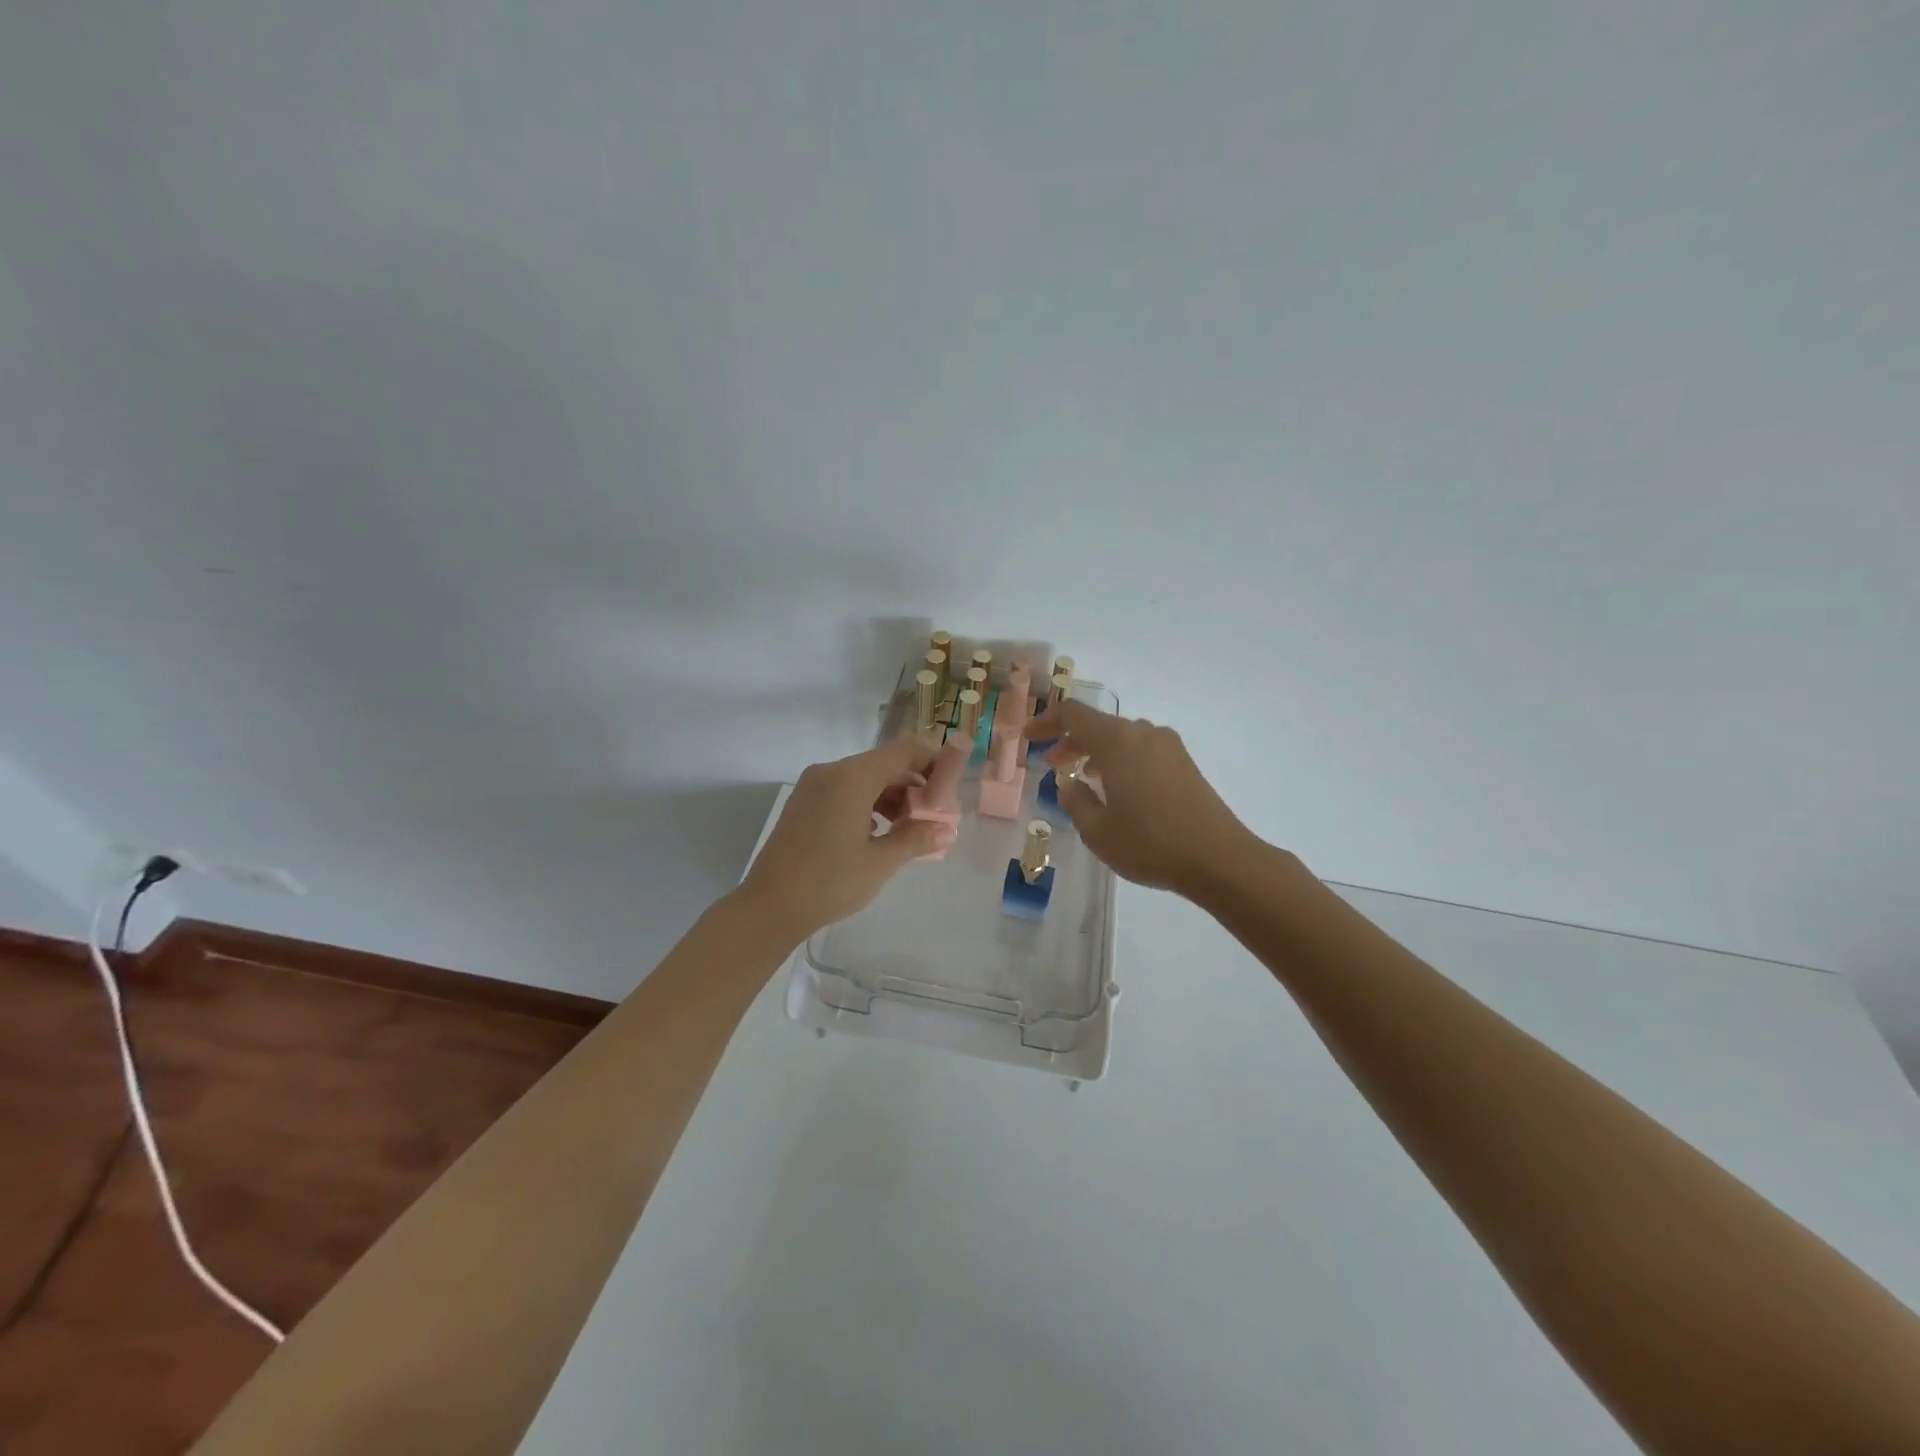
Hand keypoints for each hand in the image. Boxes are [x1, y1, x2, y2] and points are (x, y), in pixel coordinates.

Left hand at [738, 733, 955, 940]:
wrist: (769, 907)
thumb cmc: (830, 881)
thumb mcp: (880, 862)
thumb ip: (916, 838)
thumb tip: (947, 830)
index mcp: (852, 776)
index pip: (904, 750)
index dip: (933, 762)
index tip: (951, 788)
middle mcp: (832, 771)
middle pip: (886, 763)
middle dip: (915, 785)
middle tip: (935, 817)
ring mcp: (814, 786)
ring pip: (866, 778)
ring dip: (893, 797)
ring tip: (911, 830)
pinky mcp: (805, 803)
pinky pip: (847, 791)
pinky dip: (870, 804)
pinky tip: (881, 833)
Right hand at [1024, 700, 1258, 898]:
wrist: (1220, 859)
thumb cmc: (1150, 843)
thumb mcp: (1097, 831)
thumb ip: (1075, 802)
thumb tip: (1070, 784)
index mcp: (1117, 741)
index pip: (1073, 715)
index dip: (1046, 721)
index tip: (1028, 737)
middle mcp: (1143, 733)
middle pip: (1098, 724)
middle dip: (1070, 740)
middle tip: (1052, 763)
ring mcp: (1168, 746)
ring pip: (1121, 737)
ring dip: (1096, 751)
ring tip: (1082, 777)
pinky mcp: (1184, 763)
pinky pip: (1140, 749)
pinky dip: (1119, 759)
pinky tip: (1116, 788)